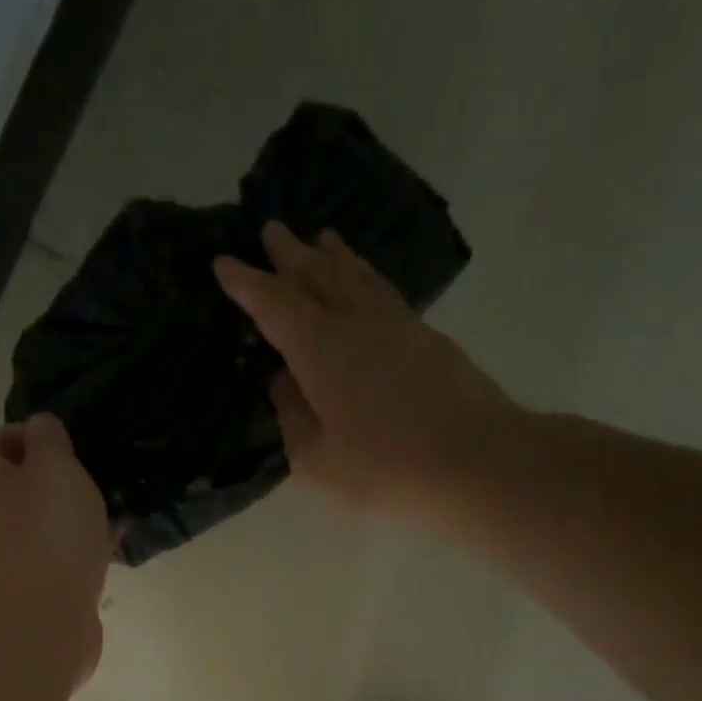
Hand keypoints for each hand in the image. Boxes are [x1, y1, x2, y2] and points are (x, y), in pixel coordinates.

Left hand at [0, 414, 111, 681]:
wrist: (41, 624)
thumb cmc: (46, 534)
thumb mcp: (55, 466)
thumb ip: (50, 438)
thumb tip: (43, 431)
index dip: (23, 438)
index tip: (61, 449)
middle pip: (19, 486)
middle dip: (59, 483)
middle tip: (92, 483)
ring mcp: (7, 557)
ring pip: (44, 524)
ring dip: (76, 519)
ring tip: (112, 517)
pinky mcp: (34, 590)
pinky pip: (60, 559)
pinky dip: (83, 552)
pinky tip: (114, 552)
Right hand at [215, 223, 524, 531]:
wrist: (477, 463)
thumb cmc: (385, 470)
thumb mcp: (317, 462)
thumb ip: (293, 419)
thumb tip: (285, 384)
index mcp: (321, 350)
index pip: (275, 305)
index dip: (247, 285)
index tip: (224, 262)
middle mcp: (357, 323)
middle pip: (317, 276)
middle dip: (290, 255)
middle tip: (271, 230)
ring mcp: (398, 325)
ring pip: (357, 277)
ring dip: (333, 257)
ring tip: (321, 239)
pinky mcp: (427, 338)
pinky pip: (383, 292)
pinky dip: (365, 278)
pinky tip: (365, 284)